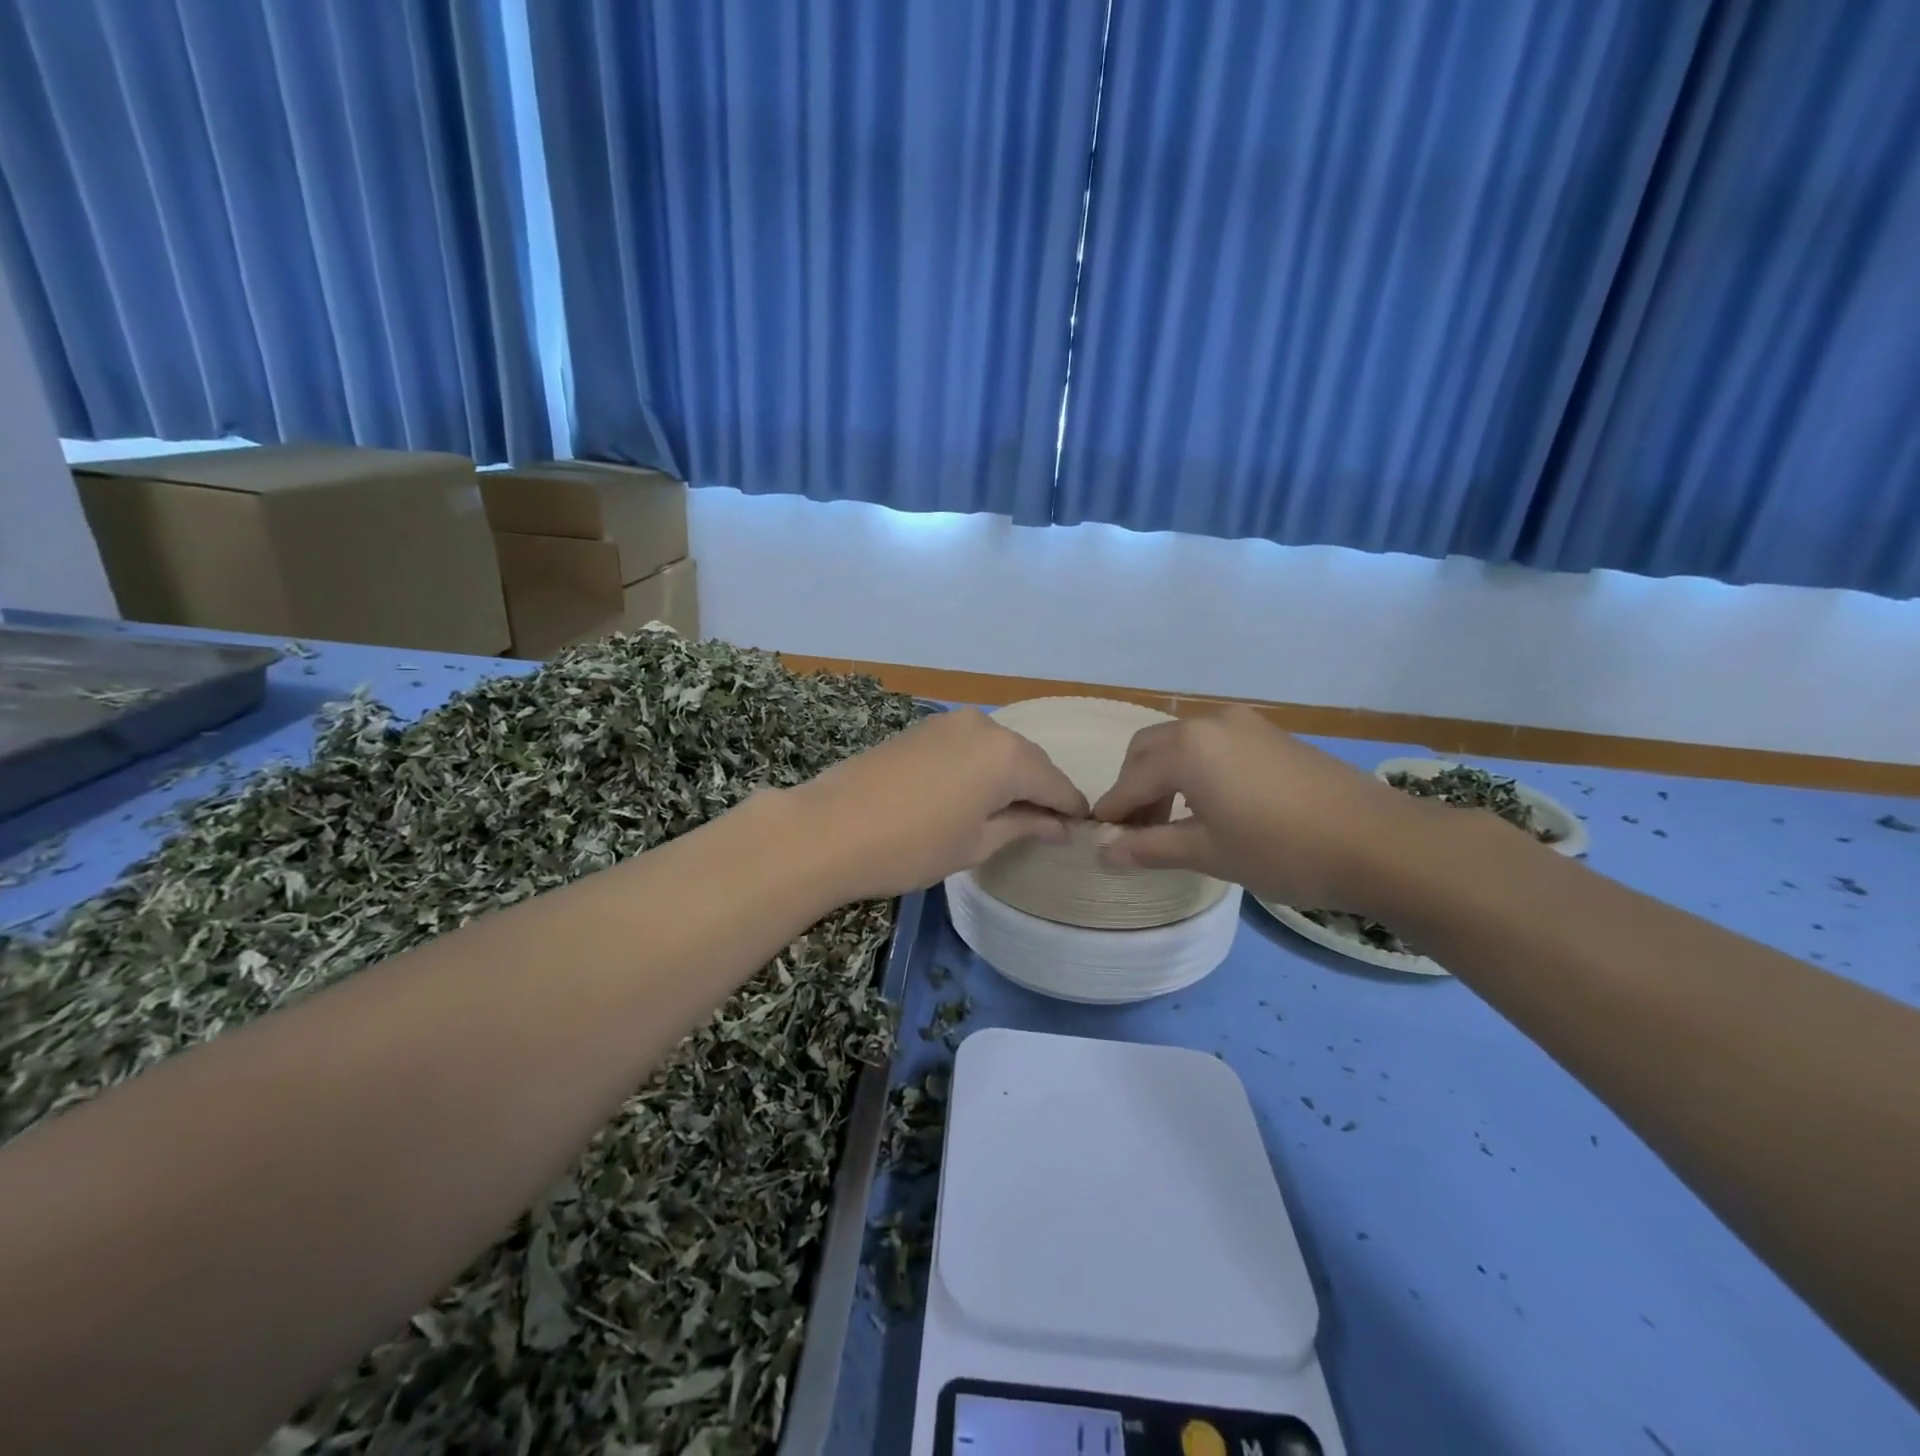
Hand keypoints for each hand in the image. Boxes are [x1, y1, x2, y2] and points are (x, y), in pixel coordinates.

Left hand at [791, 708, 1089, 901]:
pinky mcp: (923, 727)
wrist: (829, 828)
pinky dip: (981, 766)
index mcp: (1008, 756)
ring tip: (1008, 812)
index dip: (1071, 808)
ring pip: (998, 749)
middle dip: (1041, 790)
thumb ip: (1024, 826)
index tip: (1080, 829)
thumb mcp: (976, 843)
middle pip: (1029, 760)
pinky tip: (973, 792)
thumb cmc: (912, 846)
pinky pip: (970, 744)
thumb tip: (1061, 826)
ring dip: (1010, 776)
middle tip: (1045, 825)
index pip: (1056, 783)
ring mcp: (950, 722)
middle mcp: (985, 727)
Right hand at [1093, 706, 1427, 912]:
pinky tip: (1211, 804)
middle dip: (1135, 787)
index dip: (1113, 811)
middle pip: (1150, 750)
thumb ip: (1150, 848)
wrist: (1380, 842)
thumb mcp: (1208, 853)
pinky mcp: (1271, 735)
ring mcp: (1245, 725)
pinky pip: (1214, 745)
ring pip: (1182, 744)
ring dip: (1165, 777)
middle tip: (1137, 830)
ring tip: (1172, 822)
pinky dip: (1196, 769)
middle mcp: (1210, 723)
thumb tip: (1104, 853)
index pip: (1130, 779)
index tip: (1101, 838)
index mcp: (1187, 749)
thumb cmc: (1282, 850)